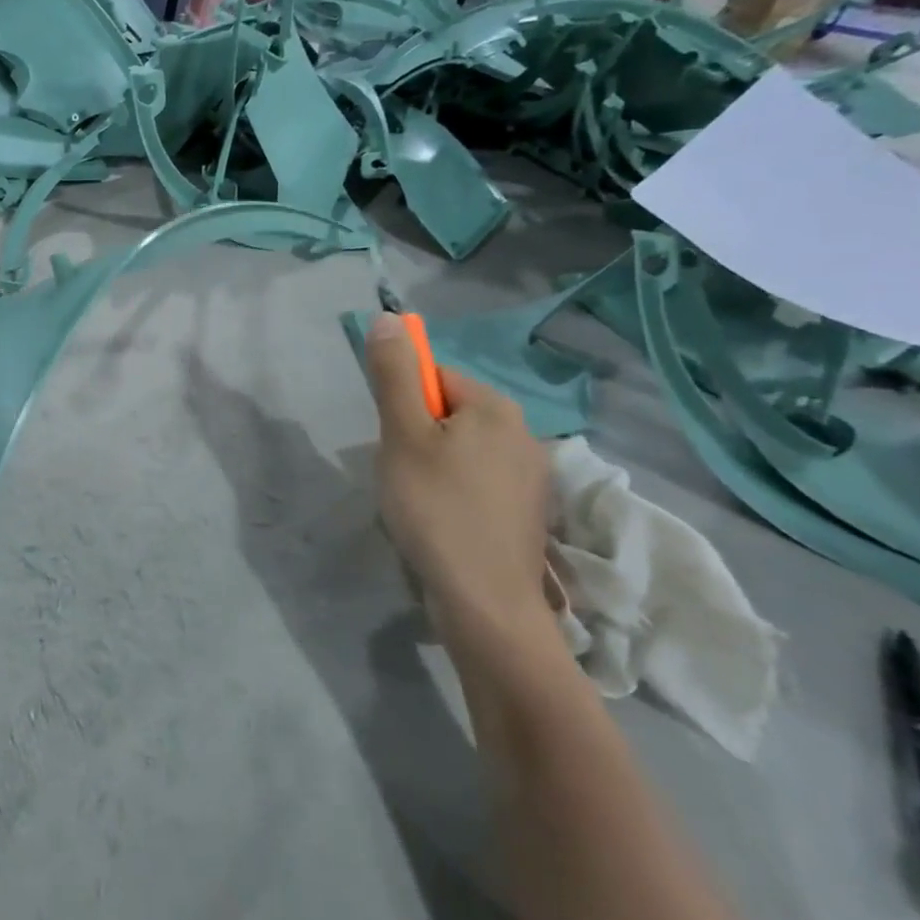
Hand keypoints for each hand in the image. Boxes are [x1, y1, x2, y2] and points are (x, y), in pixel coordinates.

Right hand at [365, 312, 551, 656]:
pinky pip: (478, 482)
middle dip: (416, 436)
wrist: (485, 602)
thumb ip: (394, 374)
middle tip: (400, 473)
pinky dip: (453, 493)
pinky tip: (441, 523)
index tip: (392, 442)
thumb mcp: (402, 434)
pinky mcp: (526, 513)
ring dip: (432, 466)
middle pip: (450, 413)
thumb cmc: (436, 508)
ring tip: (418, 503)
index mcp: (496, 407)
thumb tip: (388, 318)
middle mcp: (524, 433)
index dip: (403, 404)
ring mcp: (532, 477)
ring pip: (462, 451)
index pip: (436, 377)